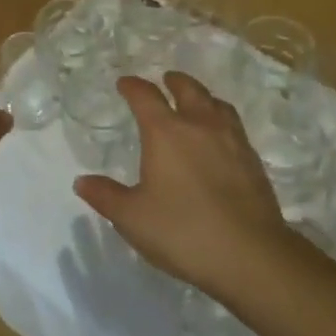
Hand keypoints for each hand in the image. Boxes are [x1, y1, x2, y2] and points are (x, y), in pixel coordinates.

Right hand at [74, 71, 291, 297]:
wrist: (250, 256)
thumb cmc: (182, 231)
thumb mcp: (132, 218)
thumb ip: (106, 196)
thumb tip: (82, 181)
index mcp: (165, 132)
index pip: (145, 96)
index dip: (132, 87)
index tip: (124, 84)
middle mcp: (199, 126)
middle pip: (188, 89)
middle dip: (174, 82)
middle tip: (166, 80)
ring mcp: (231, 141)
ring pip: (217, 104)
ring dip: (203, 97)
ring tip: (197, 102)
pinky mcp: (253, 162)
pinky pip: (234, 127)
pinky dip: (221, 121)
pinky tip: (219, 139)